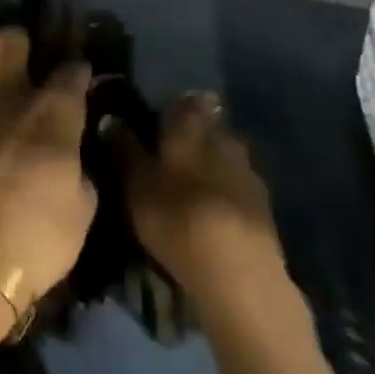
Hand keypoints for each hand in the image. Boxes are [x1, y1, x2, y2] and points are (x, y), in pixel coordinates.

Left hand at [0, 27, 97, 304]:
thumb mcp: (83, 208)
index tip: (80, 80)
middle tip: (26, 65)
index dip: (77, 71)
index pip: (70, 71)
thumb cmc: (39, 235)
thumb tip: (71, 154)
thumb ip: (78, 167)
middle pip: (9, 42)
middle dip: (18, 43)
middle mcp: (7, 100)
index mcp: (51, 114)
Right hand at [121, 93, 288, 305]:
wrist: (238, 272)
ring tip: (189, 180)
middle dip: (192, 132)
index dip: (170, 105)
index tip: (156, 116)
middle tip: (169, 149)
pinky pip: (237, 183)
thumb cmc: (175, 215)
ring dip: (210, 160)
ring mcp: (248, 171)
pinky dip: (224, 187)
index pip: (183, 101)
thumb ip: (124, 147)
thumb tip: (111, 117)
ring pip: (225, 153)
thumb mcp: (136, 182)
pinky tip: (211, 205)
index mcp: (191, 125)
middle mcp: (224, 138)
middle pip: (208, 125)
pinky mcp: (263, 206)